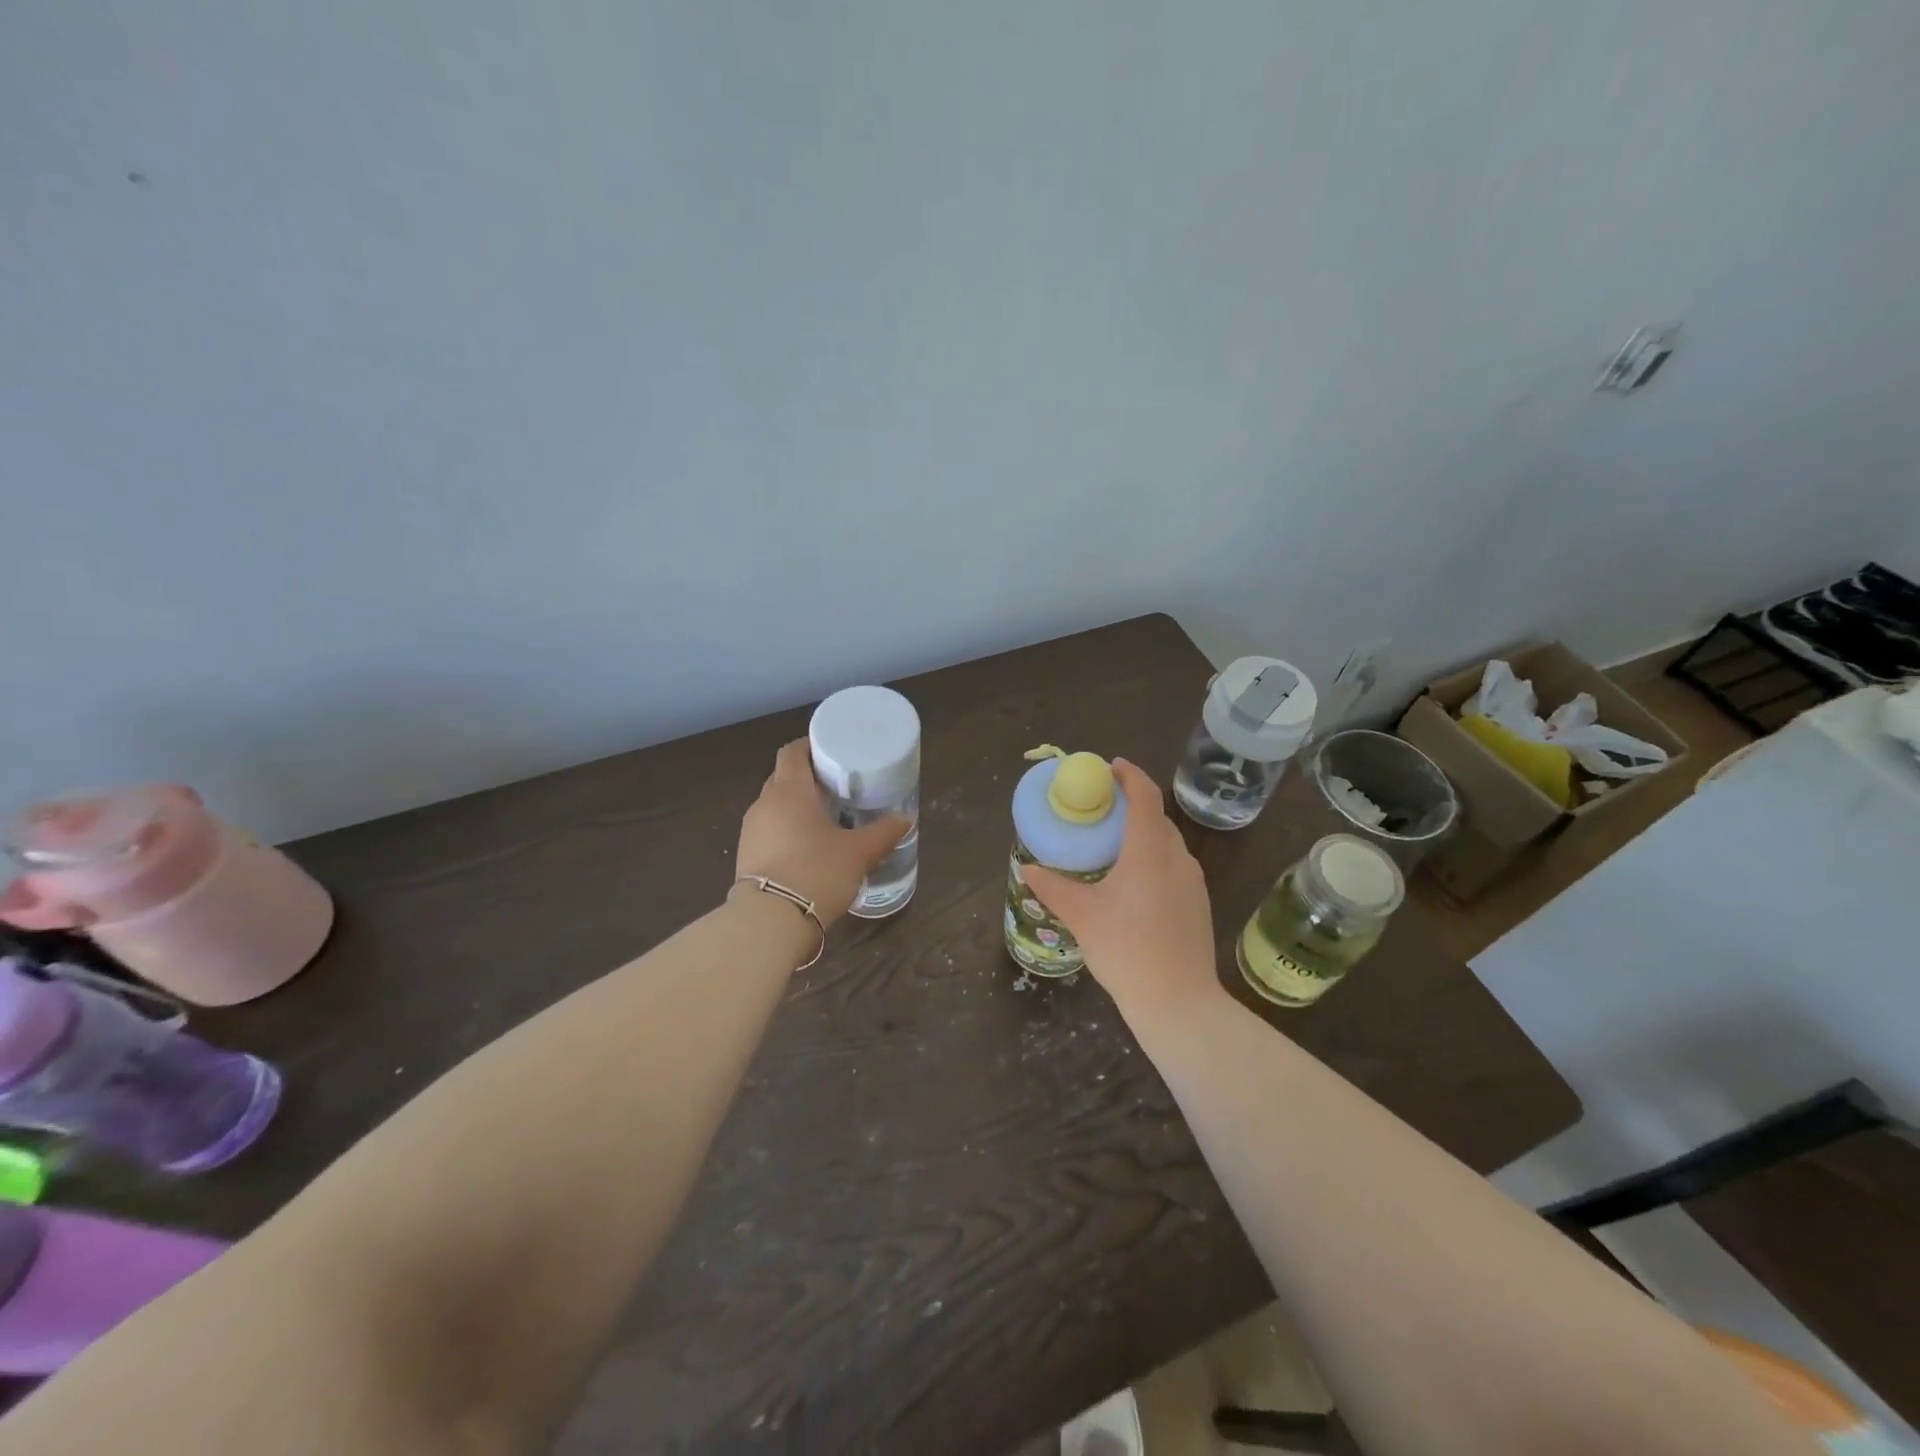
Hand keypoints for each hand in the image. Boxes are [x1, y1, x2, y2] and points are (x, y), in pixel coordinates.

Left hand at [734, 739, 909, 924]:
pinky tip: (807, 848)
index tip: (832, 752)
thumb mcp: (859, 853)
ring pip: (775, 806)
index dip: (810, 746)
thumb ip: (883, 833)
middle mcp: (764, 804)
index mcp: (789, 790)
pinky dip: (786, 831)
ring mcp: (750, 831)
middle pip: (783, 778)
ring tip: (825, 819)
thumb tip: (905, 820)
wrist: (770, 921)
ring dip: (795, 807)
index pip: (792, 752)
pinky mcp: (745, 857)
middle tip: (837, 787)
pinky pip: (768, 832)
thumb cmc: (817, 872)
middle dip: (807, 778)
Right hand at [1021, 759, 1221, 1021]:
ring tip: (1114, 846)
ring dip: (1144, 835)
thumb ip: (1053, 888)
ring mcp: (1193, 883)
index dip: (1130, 775)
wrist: (1178, 1002)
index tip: (1110, 767)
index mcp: (1149, 851)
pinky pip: (1174, 867)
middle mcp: (1177, 858)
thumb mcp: (1081, 916)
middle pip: (1157, 819)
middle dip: (1132, 806)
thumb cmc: (1126, 949)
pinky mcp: (1198, 905)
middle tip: (1102, 810)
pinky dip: (1153, 860)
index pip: (1145, 796)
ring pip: (1167, 844)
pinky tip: (1133, 884)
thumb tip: (1028, 869)